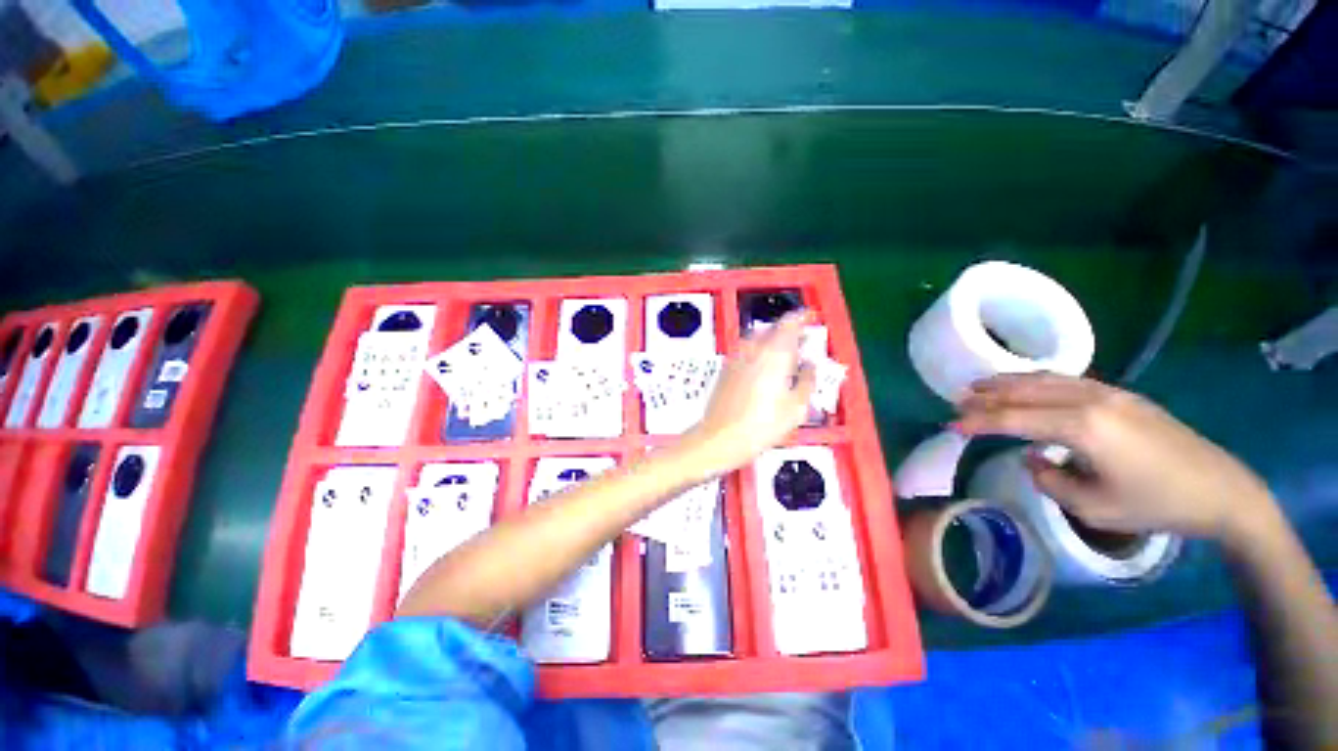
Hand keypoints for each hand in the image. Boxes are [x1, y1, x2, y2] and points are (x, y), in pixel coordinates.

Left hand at [687, 312, 816, 474]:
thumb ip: (807, 380)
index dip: (801, 317)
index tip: (810, 316)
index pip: (789, 323)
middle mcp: (753, 349)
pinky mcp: (726, 369)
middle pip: (773, 329)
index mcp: (774, 353)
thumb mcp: (796, 407)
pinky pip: (746, 351)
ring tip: (785, 356)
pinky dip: (759, 352)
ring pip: (758, 339)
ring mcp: (736, 358)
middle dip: (789, 331)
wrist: (720, 438)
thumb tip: (811, 365)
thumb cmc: (762, 425)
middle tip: (802, 342)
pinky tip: (765, 369)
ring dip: (773, 341)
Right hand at [957, 374, 1275, 543]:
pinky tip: (1025, 386)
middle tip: (956, 401)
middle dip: (987, 396)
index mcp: (1083, 427)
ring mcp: (1108, 392)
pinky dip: (1034, 381)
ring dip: (1007, 382)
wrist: (1221, 489)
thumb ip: (1051, 481)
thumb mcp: (1095, 508)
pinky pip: (1065, 380)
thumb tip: (1034, 459)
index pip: (1015, 419)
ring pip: (1044, 379)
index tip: (951, 425)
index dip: (979, 421)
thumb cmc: (1157, 504)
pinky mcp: (1120, 394)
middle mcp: (1091, 400)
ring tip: (979, 386)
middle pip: (1025, 391)